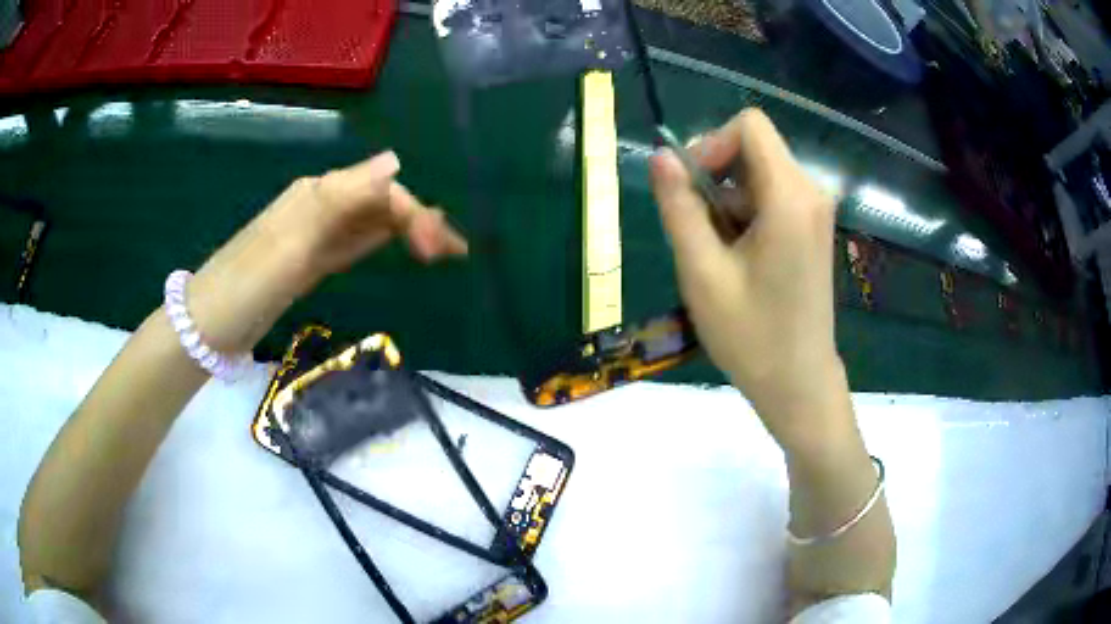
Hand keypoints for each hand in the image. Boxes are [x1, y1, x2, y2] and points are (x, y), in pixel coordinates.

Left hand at [188, 151, 467, 351]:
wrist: (212, 322)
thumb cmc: (249, 282)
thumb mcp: (295, 239)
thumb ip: (343, 199)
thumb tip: (395, 161)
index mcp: (320, 194)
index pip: (382, 193)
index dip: (414, 215)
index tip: (437, 254)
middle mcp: (322, 204)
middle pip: (380, 202)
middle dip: (419, 221)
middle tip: (454, 253)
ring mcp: (316, 231)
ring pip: (371, 220)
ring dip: (406, 231)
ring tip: (441, 251)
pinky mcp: (312, 257)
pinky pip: (355, 240)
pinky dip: (381, 242)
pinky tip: (396, 246)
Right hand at [649, 109, 846, 446]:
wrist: (799, 383)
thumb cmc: (751, 336)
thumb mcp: (702, 272)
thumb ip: (679, 207)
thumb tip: (659, 157)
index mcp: (790, 197)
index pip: (750, 126)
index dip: (712, 143)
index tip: (690, 187)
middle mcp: (811, 193)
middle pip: (754, 148)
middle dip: (716, 177)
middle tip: (697, 229)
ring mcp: (815, 212)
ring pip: (759, 174)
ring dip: (727, 201)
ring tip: (717, 255)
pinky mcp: (813, 228)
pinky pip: (771, 196)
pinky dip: (745, 214)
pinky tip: (738, 259)